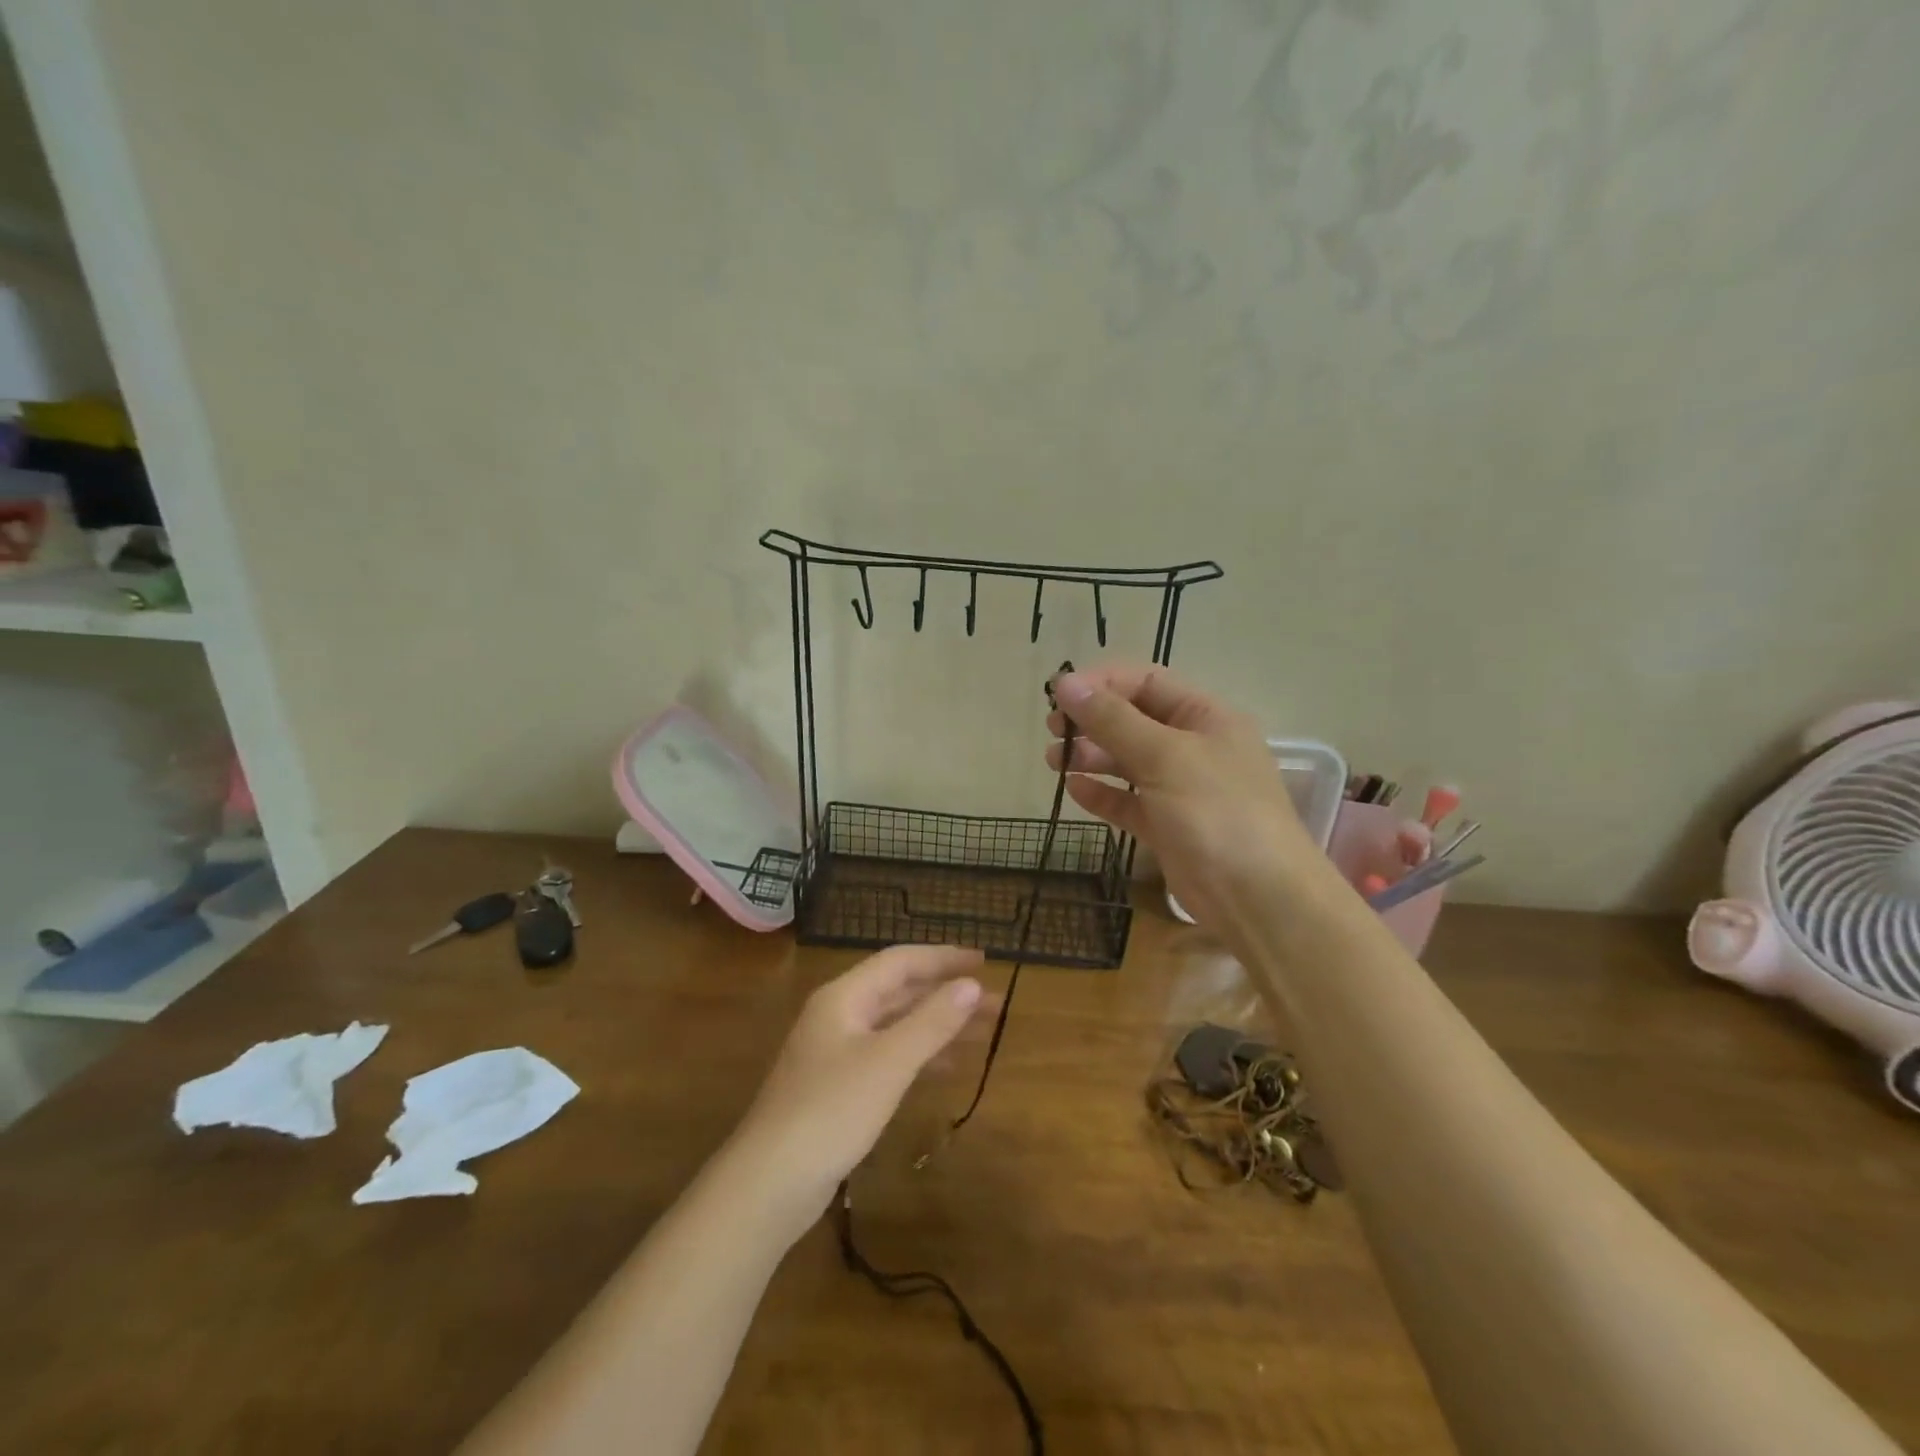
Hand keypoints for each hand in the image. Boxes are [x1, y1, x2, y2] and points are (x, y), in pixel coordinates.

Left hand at [734, 945, 990, 1235]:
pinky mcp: (839, 1087)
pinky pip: (889, 1055)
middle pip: (900, 992)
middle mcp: (839, 1015)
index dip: (943, 958)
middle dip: (947, 994)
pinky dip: (920, 1055)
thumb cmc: (831, 1111)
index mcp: (845, 996)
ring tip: (984, 1032)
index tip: (984, 961)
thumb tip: (972, 985)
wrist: (769, 1183)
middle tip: (995, 1003)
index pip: (901, 961)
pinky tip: (948, 1067)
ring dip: (938, 1025)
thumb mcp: (889, 1062)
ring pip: (897, 1025)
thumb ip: (932, 1021)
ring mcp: (836, 1052)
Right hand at [1046, 663, 1336, 941]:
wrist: (1258, 899)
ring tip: (1054, 761)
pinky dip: (1103, 793)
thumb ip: (1113, 720)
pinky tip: (1075, 790)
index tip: (1059, 694)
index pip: (1147, 682)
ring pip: (1128, 761)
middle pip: (1134, 720)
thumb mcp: (1165, 756)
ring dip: (1091, 756)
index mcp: (1206, 717)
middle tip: (1053, 730)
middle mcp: (1195, 747)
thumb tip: (1065, 683)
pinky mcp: (1168, 826)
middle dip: (1092, 721)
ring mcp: (1182, 789)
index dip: (1102, 683)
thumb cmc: (1217, 812)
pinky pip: (1129, 801)